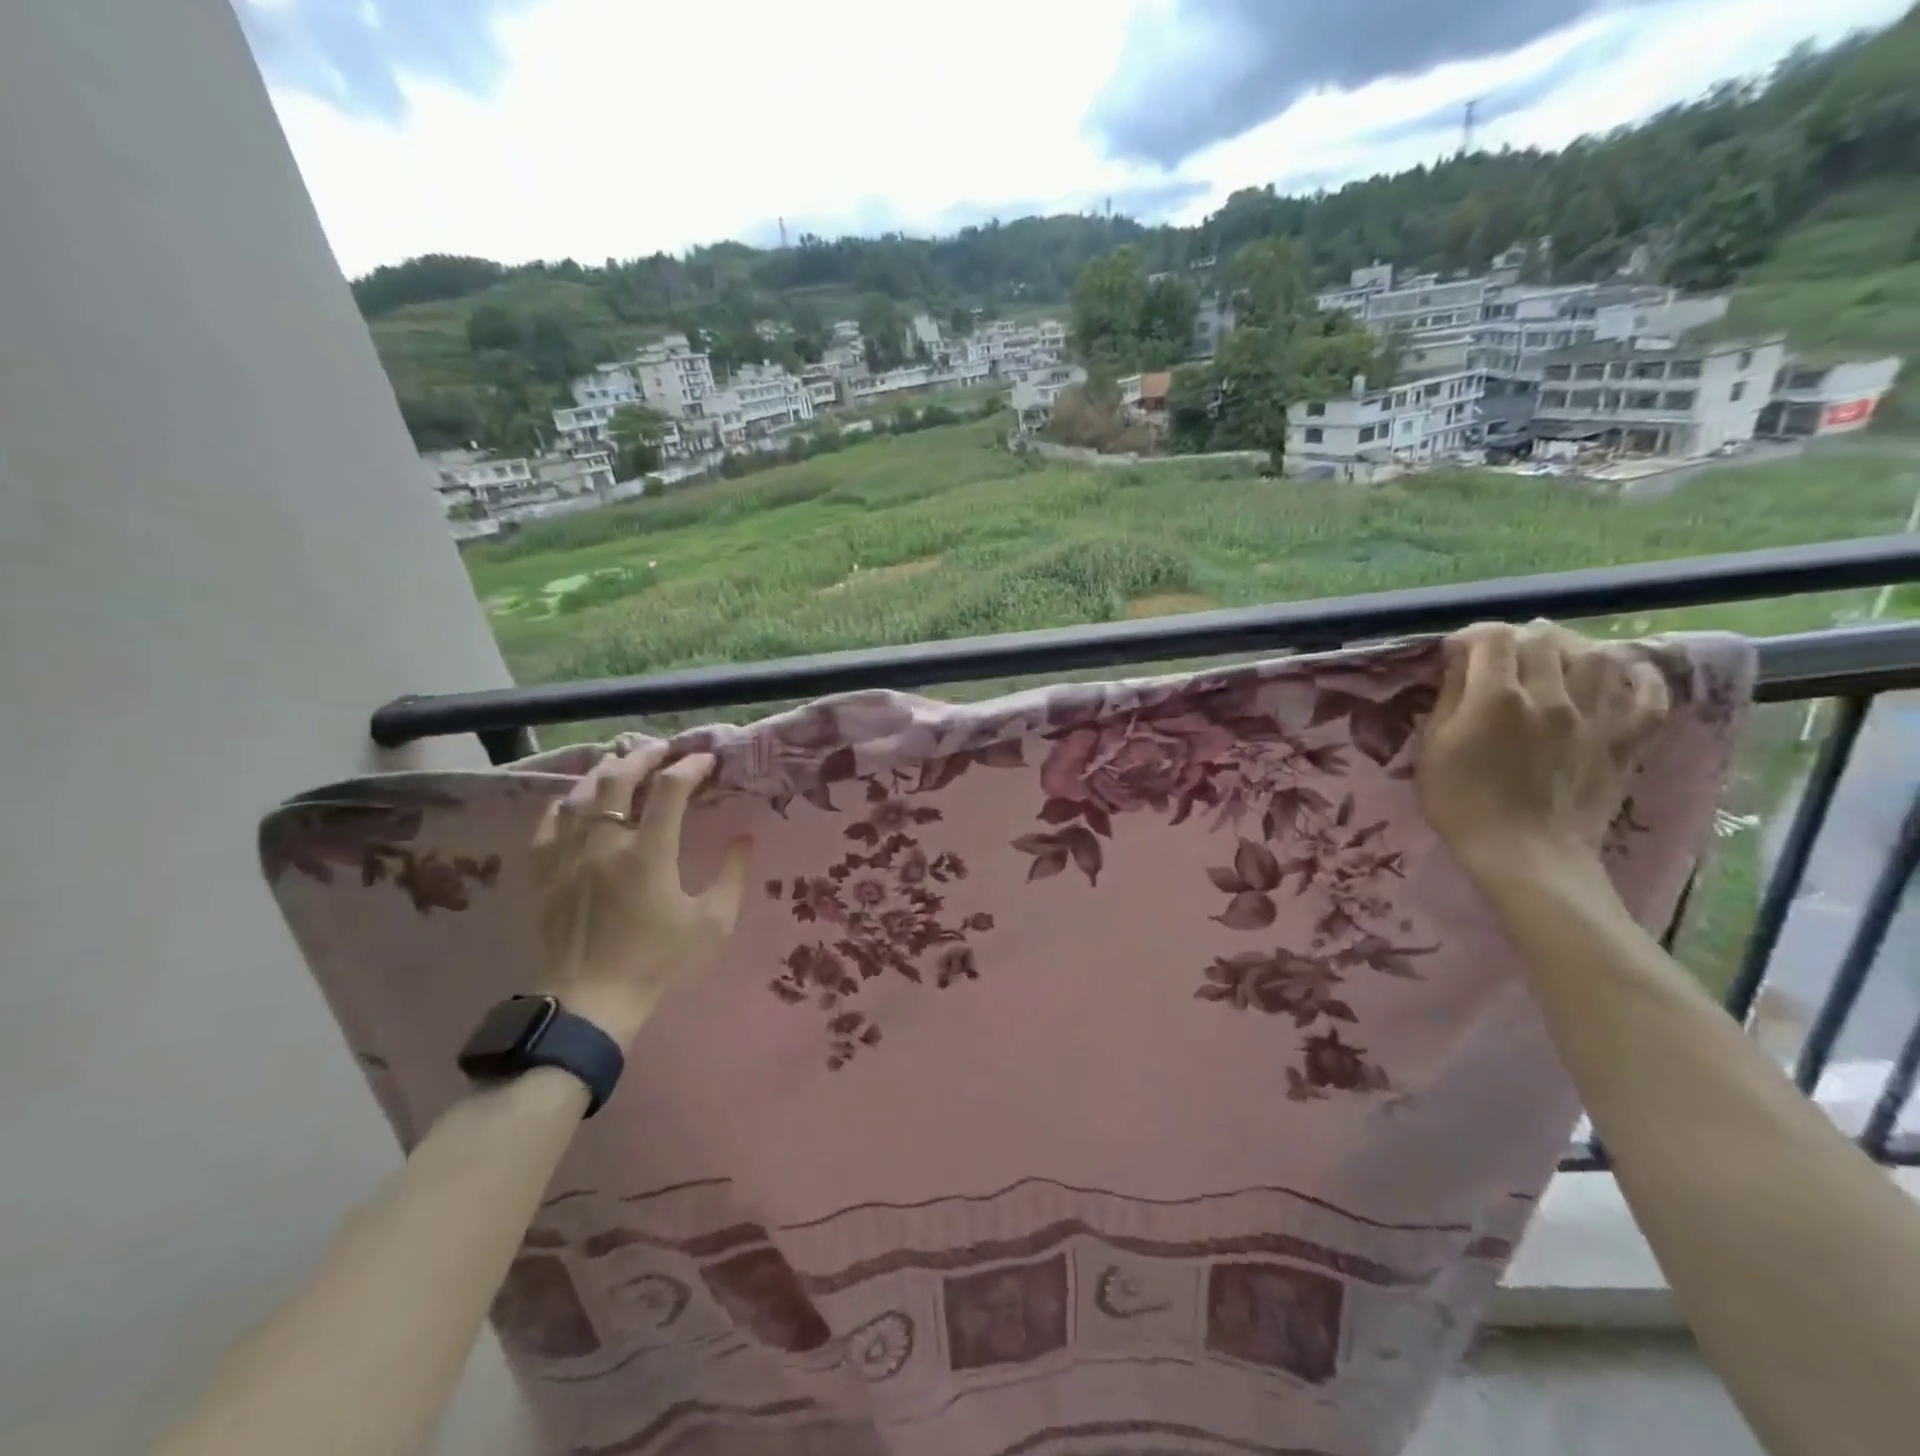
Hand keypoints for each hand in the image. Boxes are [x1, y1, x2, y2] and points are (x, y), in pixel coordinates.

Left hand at [530, 747, 750, 1043]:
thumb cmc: (658, 963)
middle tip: (662, 749)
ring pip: (581, 796)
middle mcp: (605, 844)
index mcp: (649, 854)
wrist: (591, 1003)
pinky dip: (564, 805)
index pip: (670, 790)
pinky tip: (574, 800)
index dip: (690, 767)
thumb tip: (745, 837)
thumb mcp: (713, 925)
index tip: (706, 760)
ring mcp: (568, 857)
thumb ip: (733, 876)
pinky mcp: (544, 875)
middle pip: (619, 780)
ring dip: (604, 772)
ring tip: (621, 762)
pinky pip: (547, 825)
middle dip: (644, 757)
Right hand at [1417, 620, 1668, 877]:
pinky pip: (1648, 696)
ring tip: (1552, 657)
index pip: (1492, 638)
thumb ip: (1449, 698)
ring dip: (1570, 647)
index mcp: (1497, 698)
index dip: (1471, 636)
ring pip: (1596, 655)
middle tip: (1498, 655)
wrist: (1524, 853)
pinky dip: (1640, 678)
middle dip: (1516, 637)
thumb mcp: (1434, 748)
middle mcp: (1551, 696)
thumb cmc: (1462, 802)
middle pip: (1542, 639)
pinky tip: (1623, 672)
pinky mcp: (1624, 739)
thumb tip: (1459, 663)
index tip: (1455, 652)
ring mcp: (1595, 716)